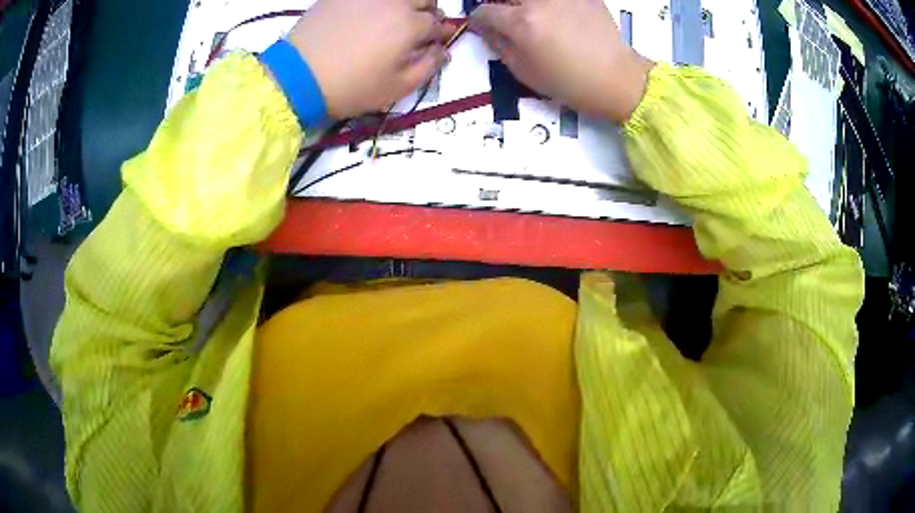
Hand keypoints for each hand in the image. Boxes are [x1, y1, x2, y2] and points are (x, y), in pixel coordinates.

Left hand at [287, 0, 452, 118]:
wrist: (298, 77)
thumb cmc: (352, 87)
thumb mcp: (397, 88)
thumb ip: (429, 67)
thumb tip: (443, 50)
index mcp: (411, 25)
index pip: (438, 24)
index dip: (440, 34)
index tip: (436, 43)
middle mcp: (395, 2)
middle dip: (428, 12)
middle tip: (416, 28)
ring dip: (406, 3)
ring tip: (394, 18)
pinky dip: (377, 3)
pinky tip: (368, 14)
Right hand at [470, 0, 653, 122]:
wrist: (617, 79)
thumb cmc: (569, 82)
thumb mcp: (525, 72)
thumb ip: (500, 46)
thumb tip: (487, 29)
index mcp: (521, 22)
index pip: (485, 11)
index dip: (479, 19)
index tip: (483, 24)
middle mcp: (539, 1)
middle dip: (501, 5)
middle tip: (507, 17)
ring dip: (525, 4)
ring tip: (533, 16)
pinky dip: (552, 4)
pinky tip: (557, 14)